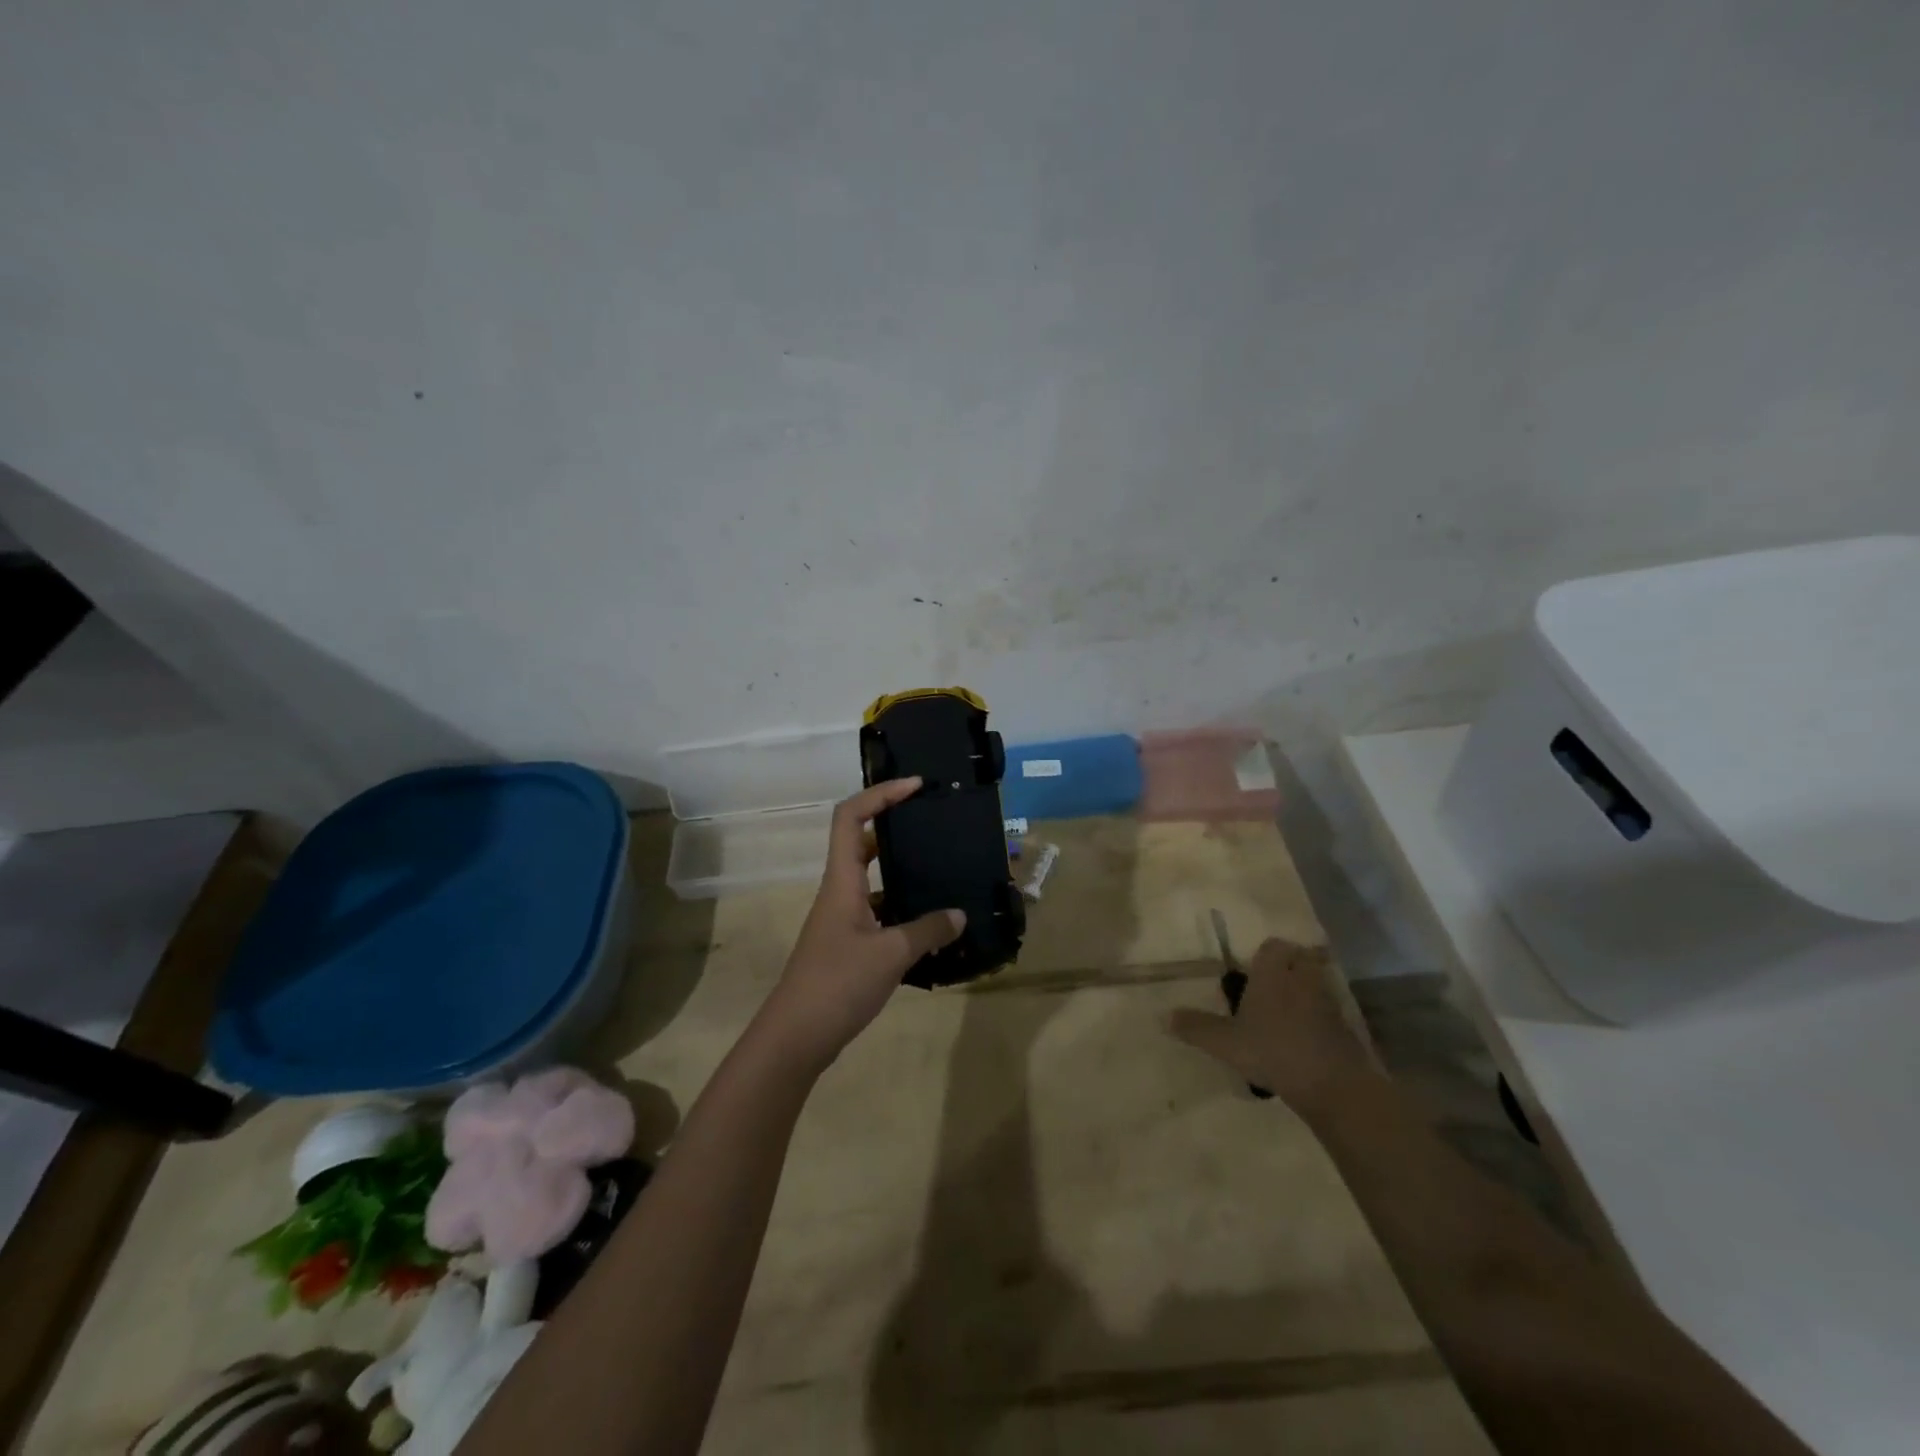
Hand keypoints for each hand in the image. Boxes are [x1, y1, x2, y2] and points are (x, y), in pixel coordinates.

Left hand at [755, 777, 964, 1072]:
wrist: (795, 1038)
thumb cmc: (838, 984)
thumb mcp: (891, 954)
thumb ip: (928, 931)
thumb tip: (959, 915)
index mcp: (842, 881)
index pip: (851, 817)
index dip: (880, 794)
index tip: (915, 786)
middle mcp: (839, 892)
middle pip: (861, 842)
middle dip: (894, 825)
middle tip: (932, 823)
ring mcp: (841, 919)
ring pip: (871, 879)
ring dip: (900, 870)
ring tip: (940, 870)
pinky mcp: (847, 945)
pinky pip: (877, 911)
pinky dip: (901, 909)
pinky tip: (929, 924)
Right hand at [1167, 938, 1375, 1114]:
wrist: (1334, 1085)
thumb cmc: (1273, 1051)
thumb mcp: (1225, 1043)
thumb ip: (1195, 1027)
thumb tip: (1162, 1016)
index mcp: (1272, 973)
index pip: (1273, 946)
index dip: (1264, 953)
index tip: (1252, 970)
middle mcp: (1302, 979)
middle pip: (1300, 958)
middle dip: (1288, 967)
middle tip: (1269, 986)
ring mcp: (1328, 1002)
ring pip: (1315, 983)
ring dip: (1304, 990)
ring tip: (1285, 1013)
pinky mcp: (1345, 1027)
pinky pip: (1329, 1011)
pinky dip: (1318, 1017)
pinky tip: (1303, 1039)